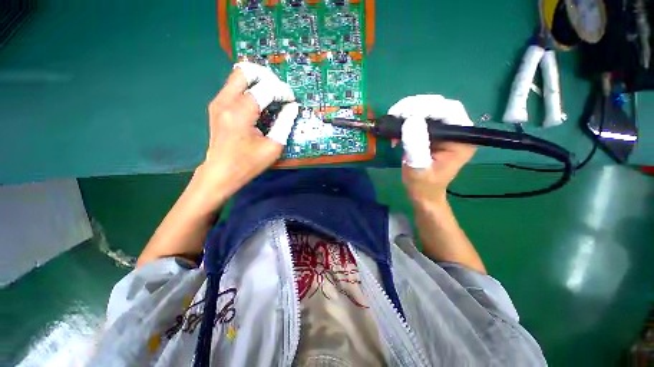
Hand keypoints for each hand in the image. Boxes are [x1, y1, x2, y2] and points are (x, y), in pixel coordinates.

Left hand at [198, 62, 298, 198]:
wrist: (221, 172)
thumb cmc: (248, 163)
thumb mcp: (273, 146)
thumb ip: (284, 123)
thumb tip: (292, 107)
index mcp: (240, 113)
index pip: (265, 88)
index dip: (281, 91)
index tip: (291, 100)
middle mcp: (225, 101)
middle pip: (245, 71)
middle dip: (266, 76)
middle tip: (279, 90)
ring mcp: (218, 102)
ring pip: (238, 76)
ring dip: (258, 81)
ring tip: (272, 95)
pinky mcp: (217, 106)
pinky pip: (234, 87)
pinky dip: (249, 88)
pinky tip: (259, 102)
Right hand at [389, 95, 476, 204]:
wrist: (423, 194)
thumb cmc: (423, 185)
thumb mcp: (418, 168)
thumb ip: (416, 146)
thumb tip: (410, 120)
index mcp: (461, 139)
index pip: (449, 111)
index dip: (427, 106)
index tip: (403, 113)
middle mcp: (456, 131)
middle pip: (438, 106)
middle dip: (414, 106)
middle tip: (394, 114)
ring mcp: (444, 131)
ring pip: (427, 109)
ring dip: (407, 112)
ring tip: (392, 120)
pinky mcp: (432, 133)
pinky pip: (419, 118)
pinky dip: (405, 120)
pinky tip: (395, 129)